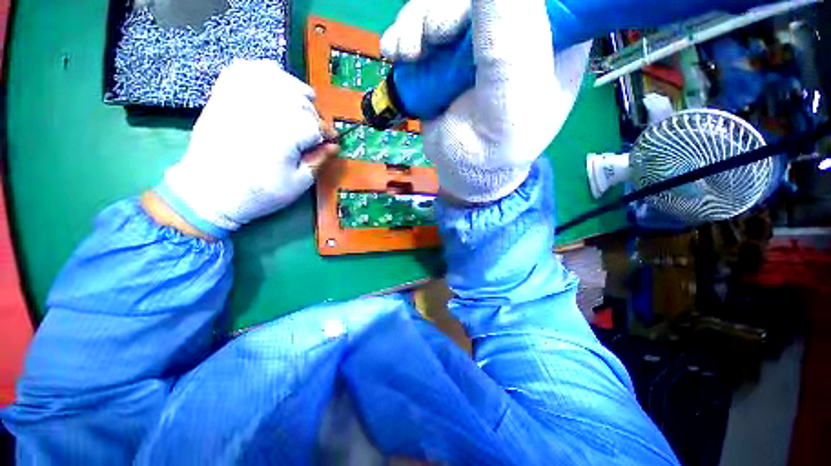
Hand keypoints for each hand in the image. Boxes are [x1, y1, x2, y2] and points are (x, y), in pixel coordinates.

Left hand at [154, 60, 338, 237]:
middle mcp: (266, 110)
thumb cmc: (259, 193)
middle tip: (314, 132)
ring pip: (279, 80)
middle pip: (302, 102)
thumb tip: (334, 146)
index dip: (328, 134)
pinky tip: (272, 83)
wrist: (209, 192)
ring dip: (296, 90)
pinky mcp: (225, 95)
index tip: (331, 142)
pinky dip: (263, 71)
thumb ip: (319, 160)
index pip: (317, 125)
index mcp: (286, 134)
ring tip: (301, 102)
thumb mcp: (298, 183)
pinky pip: (247, 70)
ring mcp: (242, 98)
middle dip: (314, 116)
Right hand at [382, 0, 590, 202]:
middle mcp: (518, 28)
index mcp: (551, 35)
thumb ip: (507, 37)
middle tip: (429, 42)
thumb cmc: (498, 147)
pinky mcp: (448, 53)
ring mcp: (478, 38)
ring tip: (407, 54)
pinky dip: (405, 35)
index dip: (496, 3)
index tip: (465, 24)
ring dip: (416, 24)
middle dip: (443, 13)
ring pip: (442, 5)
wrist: (466, 170)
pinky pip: (423, 25)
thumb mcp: (512, 97)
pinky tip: (397, 54)